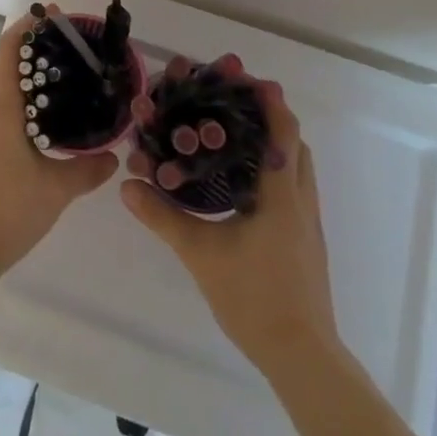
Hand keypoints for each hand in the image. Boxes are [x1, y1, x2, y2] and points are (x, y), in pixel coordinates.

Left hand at [0, 6, 117, 281]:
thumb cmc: (7, 211)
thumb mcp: (54, 192)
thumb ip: (86, 170)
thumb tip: (113, 158)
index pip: (8, 48)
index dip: (26, 27)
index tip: (47, 16)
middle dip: (13, 52)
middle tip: (44, 61)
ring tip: (31, 97)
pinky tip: (8, 134)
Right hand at [121, 80, 340, 374]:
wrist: (302, 357)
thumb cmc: (255, 298)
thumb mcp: (202, 255)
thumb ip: (164, 217)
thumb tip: (127, 184)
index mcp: (281, 194)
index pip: (283, 132)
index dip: (270, 101)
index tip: (247, 78)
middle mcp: (301, 200)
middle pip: (295, 143)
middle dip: (271, 116)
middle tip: (234, 104)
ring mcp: (309, 222)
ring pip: (299, 166)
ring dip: (276, 143)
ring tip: (238, 136)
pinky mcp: (308, 240)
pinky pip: (296, 187)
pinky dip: (277, 169)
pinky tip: (247, 183)